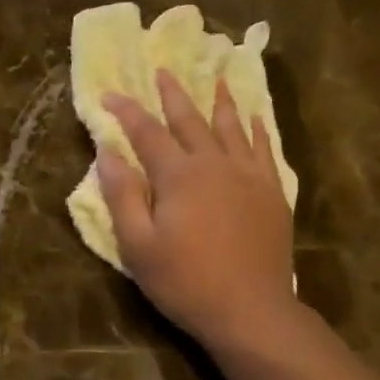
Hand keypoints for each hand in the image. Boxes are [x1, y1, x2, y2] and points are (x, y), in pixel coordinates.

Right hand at [98, 69, 300, 350]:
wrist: (249, 308)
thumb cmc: (184, 281)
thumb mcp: (138, 245)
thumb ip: (122, 196)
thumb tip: (107, 153)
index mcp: (178, 176)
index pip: (146, 132)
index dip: (126, 112)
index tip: (109, 94)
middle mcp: (215, 164)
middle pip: (190, 120)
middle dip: (172, 95)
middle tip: (162, 70)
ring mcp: (249, 175)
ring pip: (231, 126)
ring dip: (219, 100)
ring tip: (215, 77)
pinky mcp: (272, 192)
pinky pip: (264, 147)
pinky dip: (256, 128)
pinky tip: (254, 117)